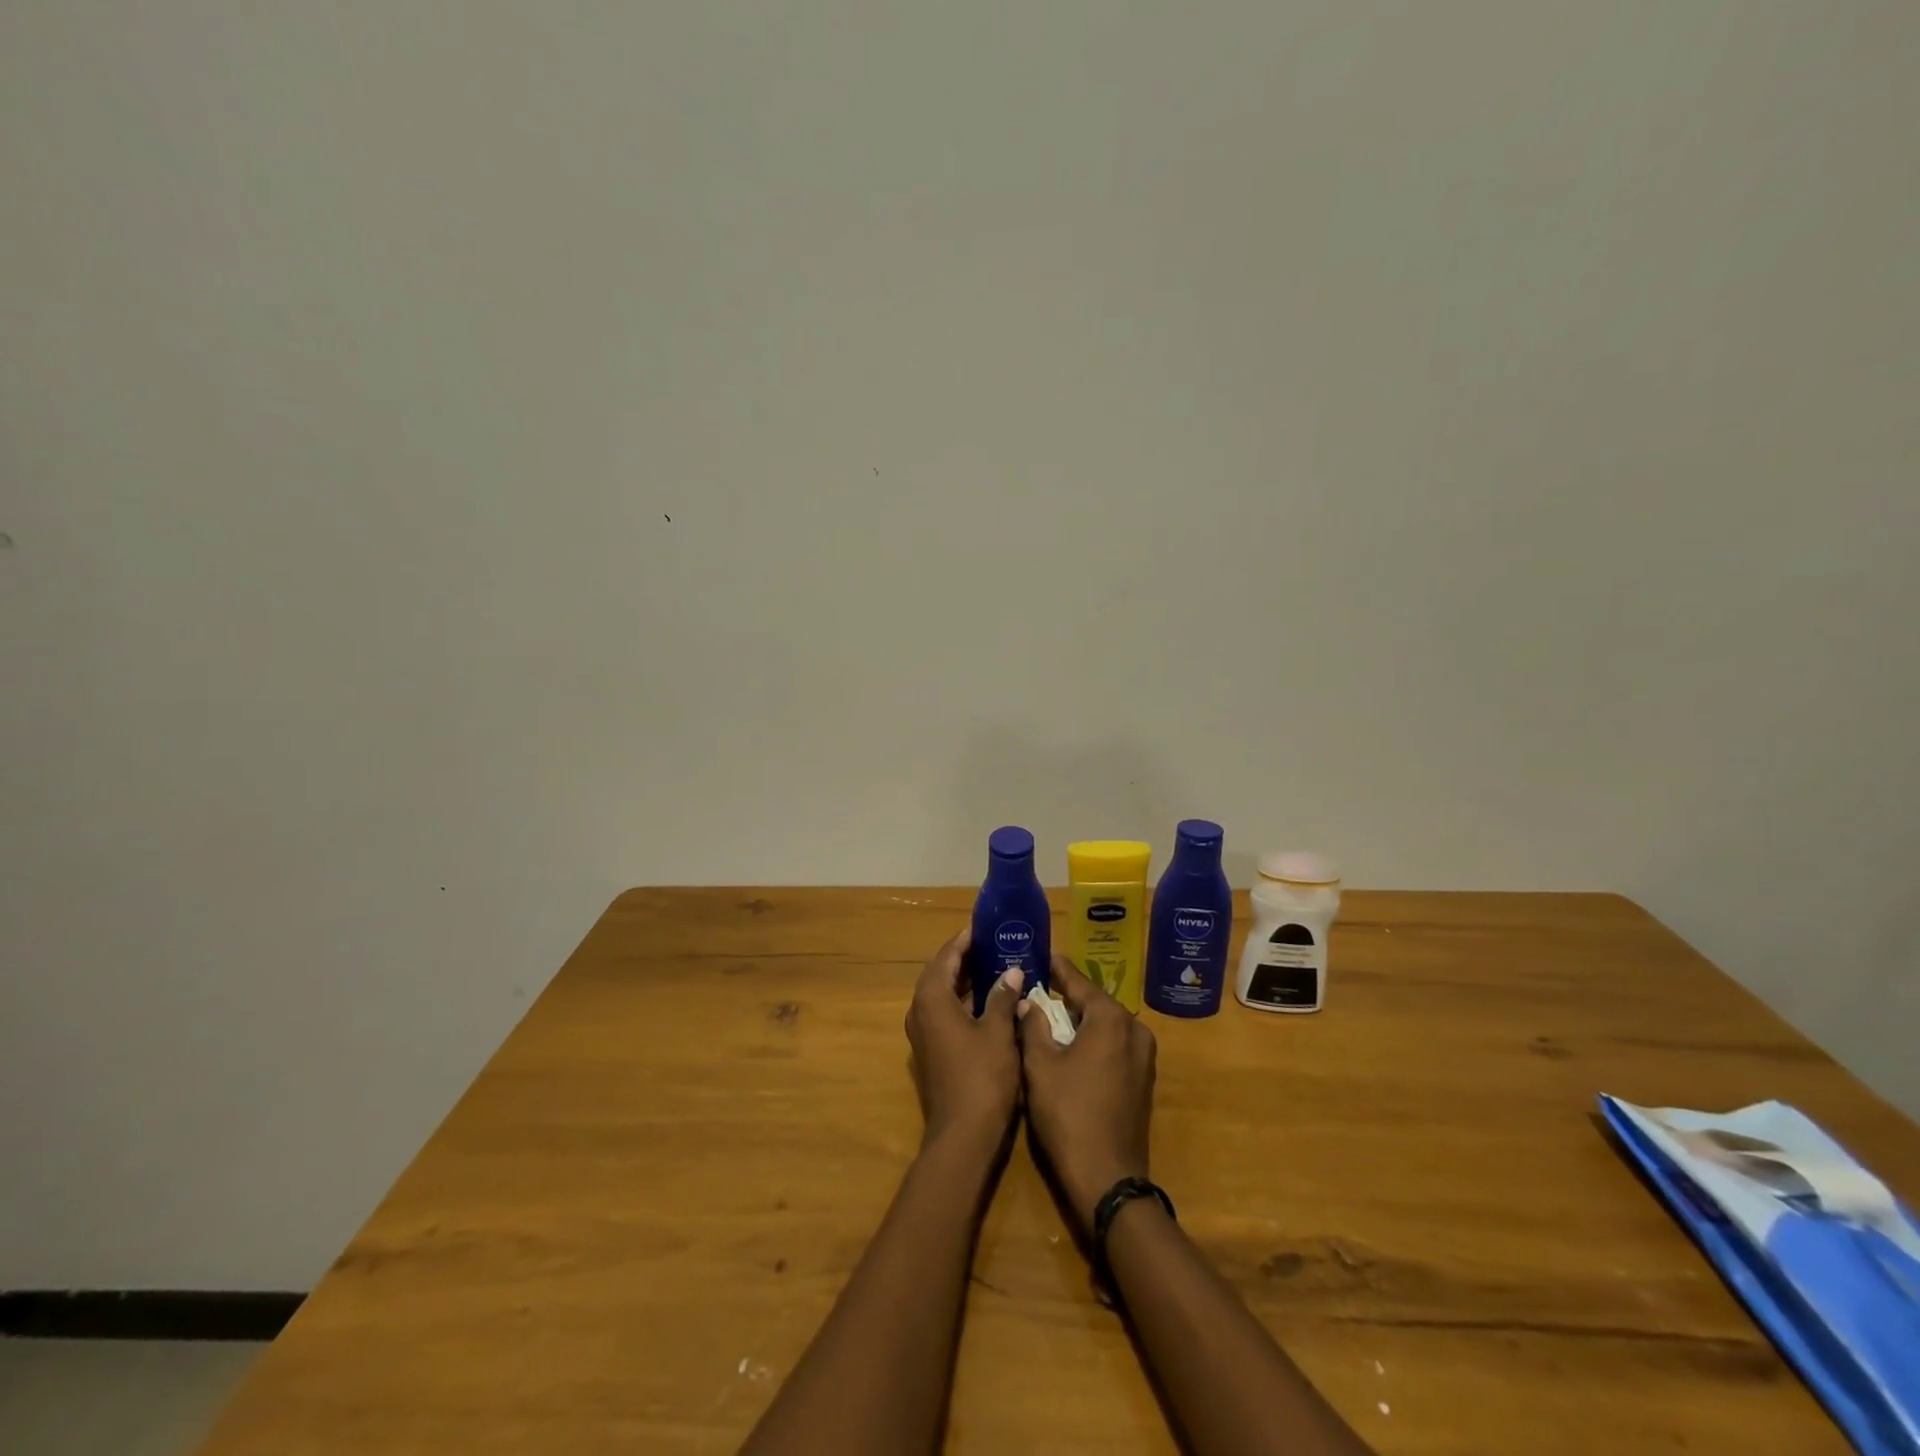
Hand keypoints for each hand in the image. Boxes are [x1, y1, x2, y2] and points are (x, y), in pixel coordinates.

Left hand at [905, 927, 1024, 1150]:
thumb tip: (1011, 971)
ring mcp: (923, 1034)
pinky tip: (992, 1003)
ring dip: (967, 981)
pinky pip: (946, 1014)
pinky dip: (965, 1003)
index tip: (985, 926)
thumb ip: (1002, 997)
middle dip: (967, 958)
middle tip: (996, 945)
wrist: (962, 1137)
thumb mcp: (998, 1032)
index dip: (965, 940)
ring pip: (944, 996)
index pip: (946, 957)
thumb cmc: (982, 1078)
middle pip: (942, 974)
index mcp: (931, 999)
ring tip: (998, 967)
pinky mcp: (932, 1052)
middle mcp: (920, 1012)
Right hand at [1017, 955, 1156, 1232]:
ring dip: (1080, 1019)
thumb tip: (1027, 1000)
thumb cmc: (1068, 1115)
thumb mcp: (1039, 1066)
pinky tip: (1071, 1045)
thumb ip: (1033, 1025)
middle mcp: (1134, 1029)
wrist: (1108, 1179)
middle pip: (1095, 1002)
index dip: (1056, 969)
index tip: (1041, 955)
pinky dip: (1093, 1040)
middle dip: (1067, 995)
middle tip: (1038, 986)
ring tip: (1050, 1013)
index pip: (1078, 982)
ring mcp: (1144, 1056)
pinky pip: (1114, 1045)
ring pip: (1105, 1025)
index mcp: (1110, 1018)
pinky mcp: (1143, 1079)